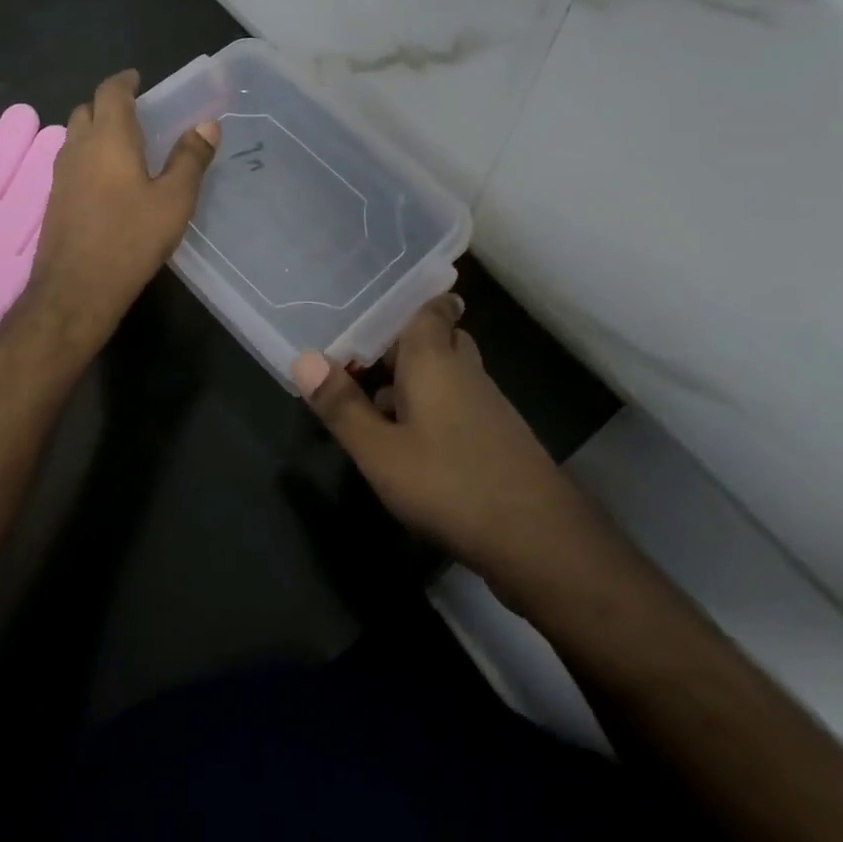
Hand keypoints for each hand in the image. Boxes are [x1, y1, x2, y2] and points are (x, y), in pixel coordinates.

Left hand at [22, 69, 219, 356]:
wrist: (76, 289)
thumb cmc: (130, 238)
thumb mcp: (174, 199)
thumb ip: (190, 159)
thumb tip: (207, 124)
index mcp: (108, 137)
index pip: (110, 92)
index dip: (124, 81)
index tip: (139, 79)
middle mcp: (78, 147)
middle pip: (87, 110)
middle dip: (109, 105)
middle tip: (138, 115)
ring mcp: (60, 174)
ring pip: (76, 136)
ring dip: (96, 131)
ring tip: (126, 146)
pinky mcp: (54, 199)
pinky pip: (72, 162)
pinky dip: (89, 156)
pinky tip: (109, 181)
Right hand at [292, 294, 575, 603]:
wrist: (539, 542)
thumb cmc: (450, 484)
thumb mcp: (380, 452)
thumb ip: (342, 406)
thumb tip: (304, 358)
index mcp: (434, 359)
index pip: (432, 307)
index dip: (411, 300)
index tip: (379, 301)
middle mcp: (464, 371)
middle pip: (436, 339)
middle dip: (401, 345)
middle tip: (362, 358)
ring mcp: (486, 404)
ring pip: (446, 374)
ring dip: (413, 381)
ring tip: (372, 403)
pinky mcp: (496, 437)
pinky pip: (457, 404)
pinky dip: (431, 408)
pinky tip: (408, 443)